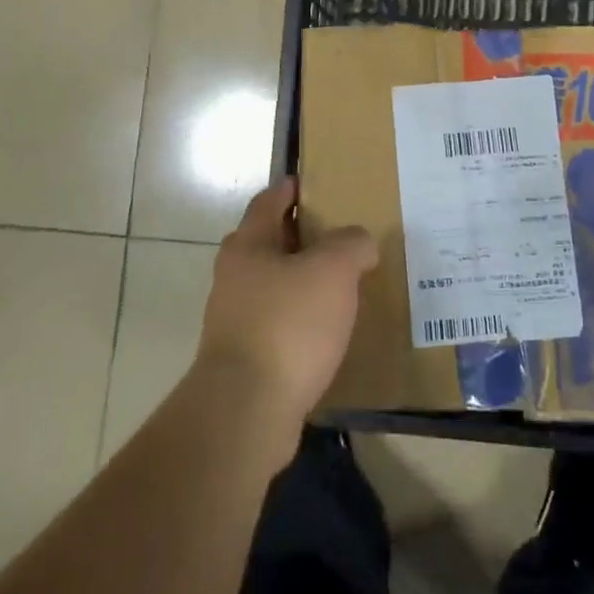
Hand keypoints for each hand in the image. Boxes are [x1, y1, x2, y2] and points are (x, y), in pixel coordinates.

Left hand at [196, 178, 377, 424]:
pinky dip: (302, 318)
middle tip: (339, 234)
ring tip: (343, 283)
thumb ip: (351, 245)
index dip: (290, 188)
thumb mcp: (332, 271)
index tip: (311, 183)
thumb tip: (359, 244)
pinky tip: (330, 329)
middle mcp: (234, 277)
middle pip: (269, 243)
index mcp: (248, 245)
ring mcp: (235, 319)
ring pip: (275, 285)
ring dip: (303, 281)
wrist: (247, 410)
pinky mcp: (246, 357)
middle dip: (301, 236)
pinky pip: (279, 323)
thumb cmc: (288, 324)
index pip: (268, 202)